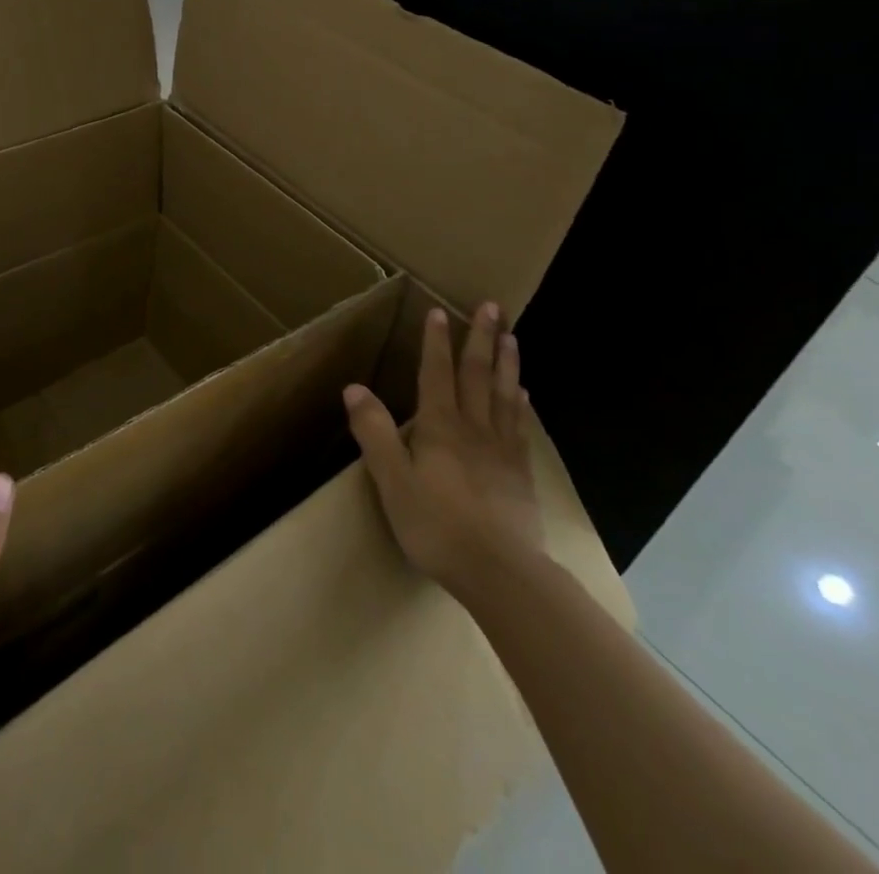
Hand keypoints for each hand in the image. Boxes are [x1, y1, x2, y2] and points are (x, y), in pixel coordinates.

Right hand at [342, 302, 543, 603]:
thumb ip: (374, 433)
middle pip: (477, 375)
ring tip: (512, 336)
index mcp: (440, 427)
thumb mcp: (392, 480)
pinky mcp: (520, 475)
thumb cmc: (438, 526)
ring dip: (507, 363)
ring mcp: (501, 450)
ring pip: (504, 395)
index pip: (436, 374)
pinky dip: (521, 406)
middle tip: (492, 306)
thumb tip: (354, 388)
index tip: (439, 311)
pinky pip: (520, 428)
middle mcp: (473, 428)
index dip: (436, 342)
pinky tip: (524, 395)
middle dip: (481, 338)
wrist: (501, 573)